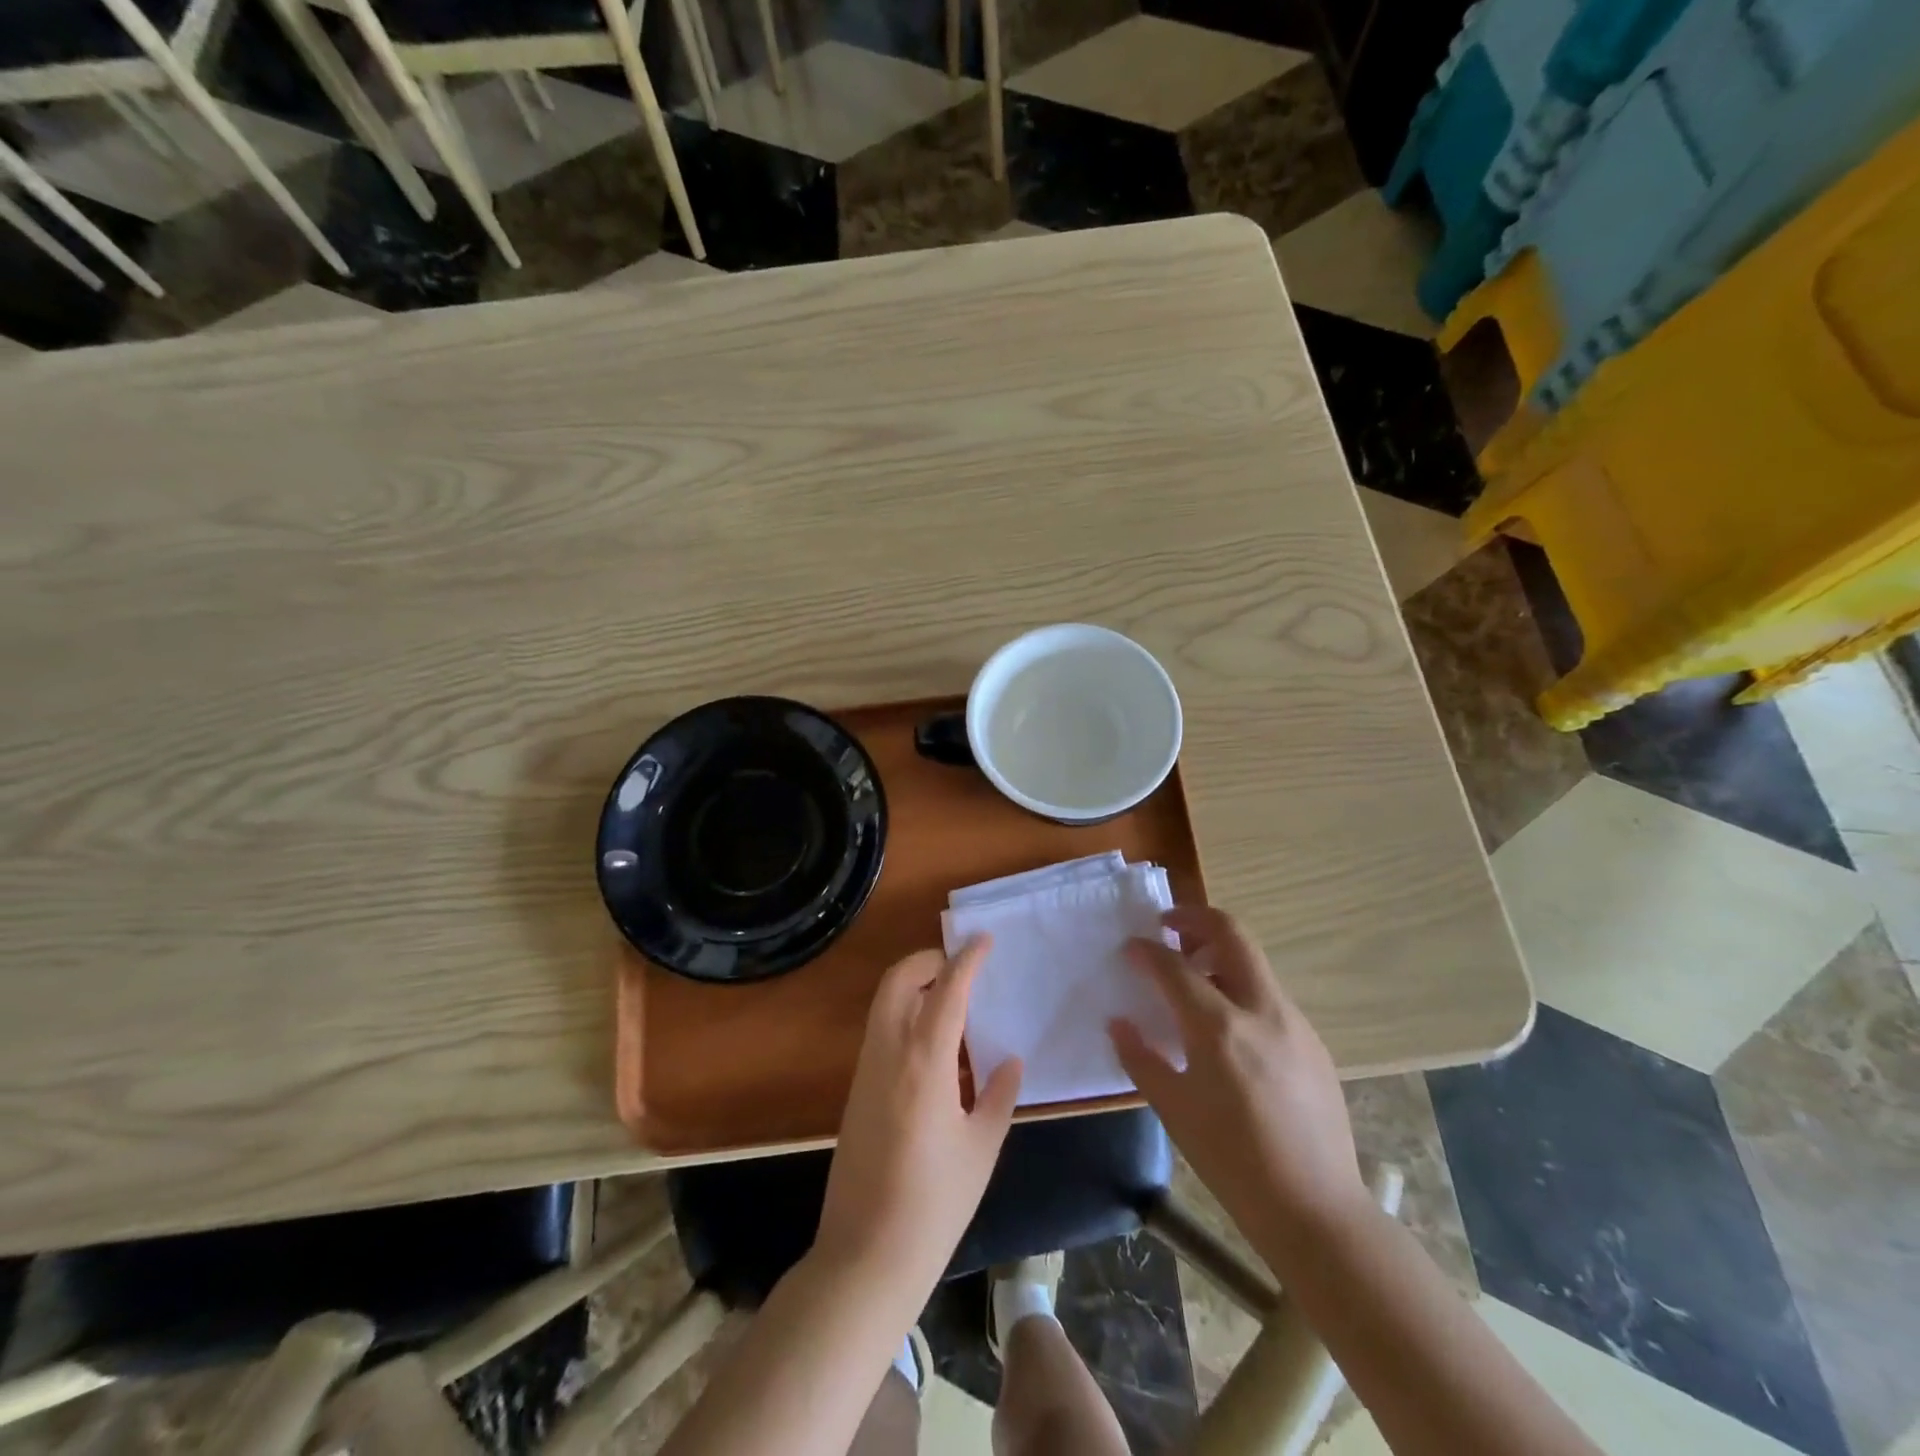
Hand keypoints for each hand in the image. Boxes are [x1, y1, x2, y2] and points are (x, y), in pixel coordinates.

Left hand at [815, 938, 1022, 1299]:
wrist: (865, 1255)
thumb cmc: (934, 1203)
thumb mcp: (981, 1148)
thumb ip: (998, 1095)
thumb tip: (1009, 1060)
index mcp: (924, 1061)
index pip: (947, 990)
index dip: (967, 959)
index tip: (984, 939)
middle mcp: (888, 1052)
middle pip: (900, 980)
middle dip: (929, 961)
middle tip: (963, 969)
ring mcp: (866, 1069)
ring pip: (885, 1002)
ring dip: (916, 986)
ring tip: (955, 1004)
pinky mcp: (857, 1089)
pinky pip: (881, 1030)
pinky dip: (906, 1015)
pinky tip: (937, 1049)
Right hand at [1110, 907, 1367, 1252]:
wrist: (1315, 1209)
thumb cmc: (1231, 1161)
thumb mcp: (1173, 1110)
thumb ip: (1140, 1058)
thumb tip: (1118, 1022)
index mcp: (1219, 1028)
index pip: (1174, 966)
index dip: (1146, 950)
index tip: (1130, 948)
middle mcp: (1261, 1010)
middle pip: (1231, 933)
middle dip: (1195, 918)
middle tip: (1167, 926)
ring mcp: (1294, 1022)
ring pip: (1254, 960)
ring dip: (1219, 950)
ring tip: (1193, 975)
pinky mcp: (1313, 1041)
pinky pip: (1269, 994)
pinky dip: (1240, 986)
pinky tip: (1227, 1024)